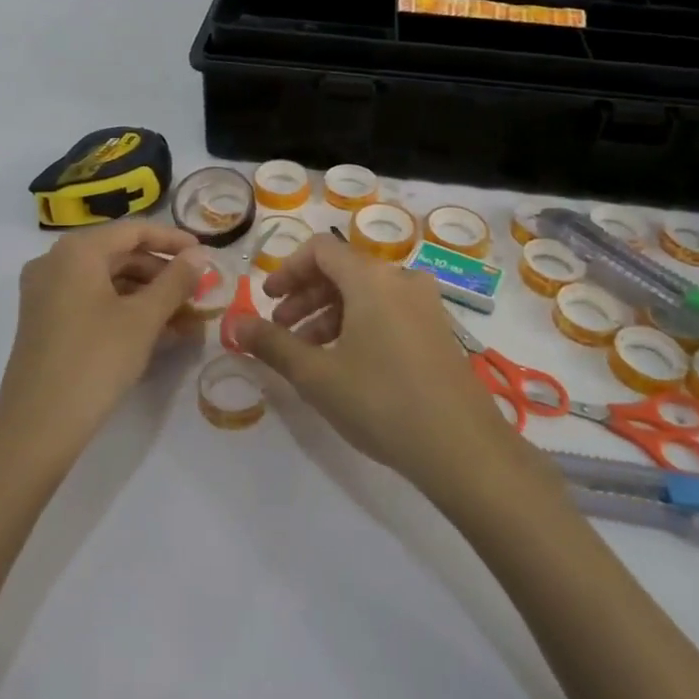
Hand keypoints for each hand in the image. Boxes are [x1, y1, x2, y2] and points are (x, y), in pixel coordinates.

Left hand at [0, 221, 207, 458]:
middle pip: (119, 255)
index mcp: (77, 251)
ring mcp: (45, 292)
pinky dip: (124, 311)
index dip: (173, 240)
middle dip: (162, 274)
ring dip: (147, 296)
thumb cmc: (96, 360)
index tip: (206, 255)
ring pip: (107, 281)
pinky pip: (92, 301)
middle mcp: (55, 262)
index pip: (134, 230)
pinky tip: (156, 333)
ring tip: (184, 320)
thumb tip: (200, 255)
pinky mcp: (44, 321)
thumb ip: (175, 281)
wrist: (38, 427)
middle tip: (197, 294)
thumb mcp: (143, 319)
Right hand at [235, 233, 519, 496]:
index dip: (288, 269)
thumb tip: (235, 324)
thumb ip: (273, 344)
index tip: (268, 299)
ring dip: (329, 314)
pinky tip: (345, 363)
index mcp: (371, 278)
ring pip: (365, 294)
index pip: (321, 249)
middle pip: (343, 270)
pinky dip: (358, 324)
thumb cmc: (381, 402)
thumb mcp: (317, 375)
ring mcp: (425, 304)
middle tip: (281, 329)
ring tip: (307, 353)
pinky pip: (388, 311)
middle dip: (305, 295)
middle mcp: (401, 279)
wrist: (463, 448)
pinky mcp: (438, 330)